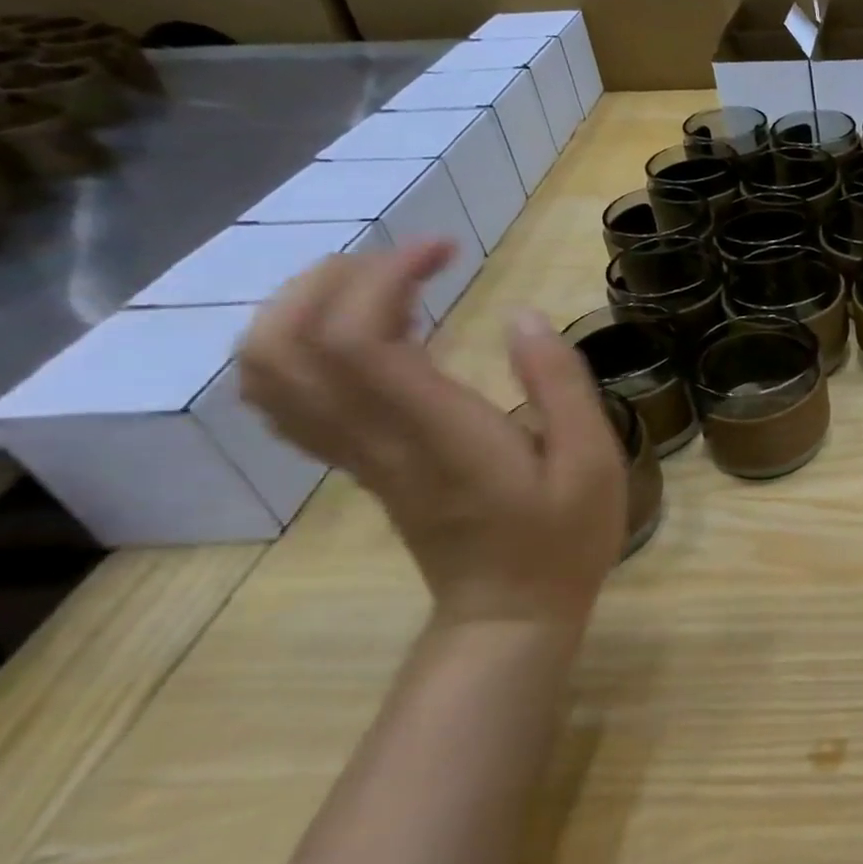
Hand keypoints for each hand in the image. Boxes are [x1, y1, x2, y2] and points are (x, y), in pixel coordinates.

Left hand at [238, 240, 626, 626]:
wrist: (510, 613)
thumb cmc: (562, 537)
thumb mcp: (593, 460)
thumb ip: (560, 384)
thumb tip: (523, 316)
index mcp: (437, 432)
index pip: (358, 337)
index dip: (385, 276)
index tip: (444, 250)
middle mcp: (377, 438)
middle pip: (286, 344)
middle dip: (333, 279)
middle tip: (407, 262)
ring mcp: (357, 454)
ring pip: (269, 371)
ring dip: (306, 306)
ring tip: (382, 287)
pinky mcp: (359, 465)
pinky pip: (288, 398)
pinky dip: (302, 346)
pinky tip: (364, 334)